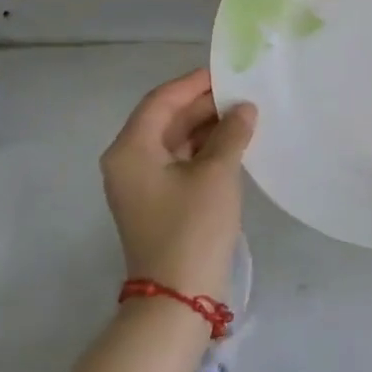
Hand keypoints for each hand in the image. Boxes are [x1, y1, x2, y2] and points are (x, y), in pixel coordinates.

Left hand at [100, 68, 255, 301]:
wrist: (177, 299)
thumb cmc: (192, 228)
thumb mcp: (216, 174)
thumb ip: (230, 133)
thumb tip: (244, 108)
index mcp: (130, 149)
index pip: (161, 100)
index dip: (194, 83)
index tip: (226, 73)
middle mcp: (127, 162)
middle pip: (165, 119)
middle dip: (202, 105)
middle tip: (241, 94)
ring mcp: (140, 184)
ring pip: (173, 141)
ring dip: (205, 128)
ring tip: (243, 115)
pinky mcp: (155, 202)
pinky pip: (177, 163)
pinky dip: (202, 151)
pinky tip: (232, 144)